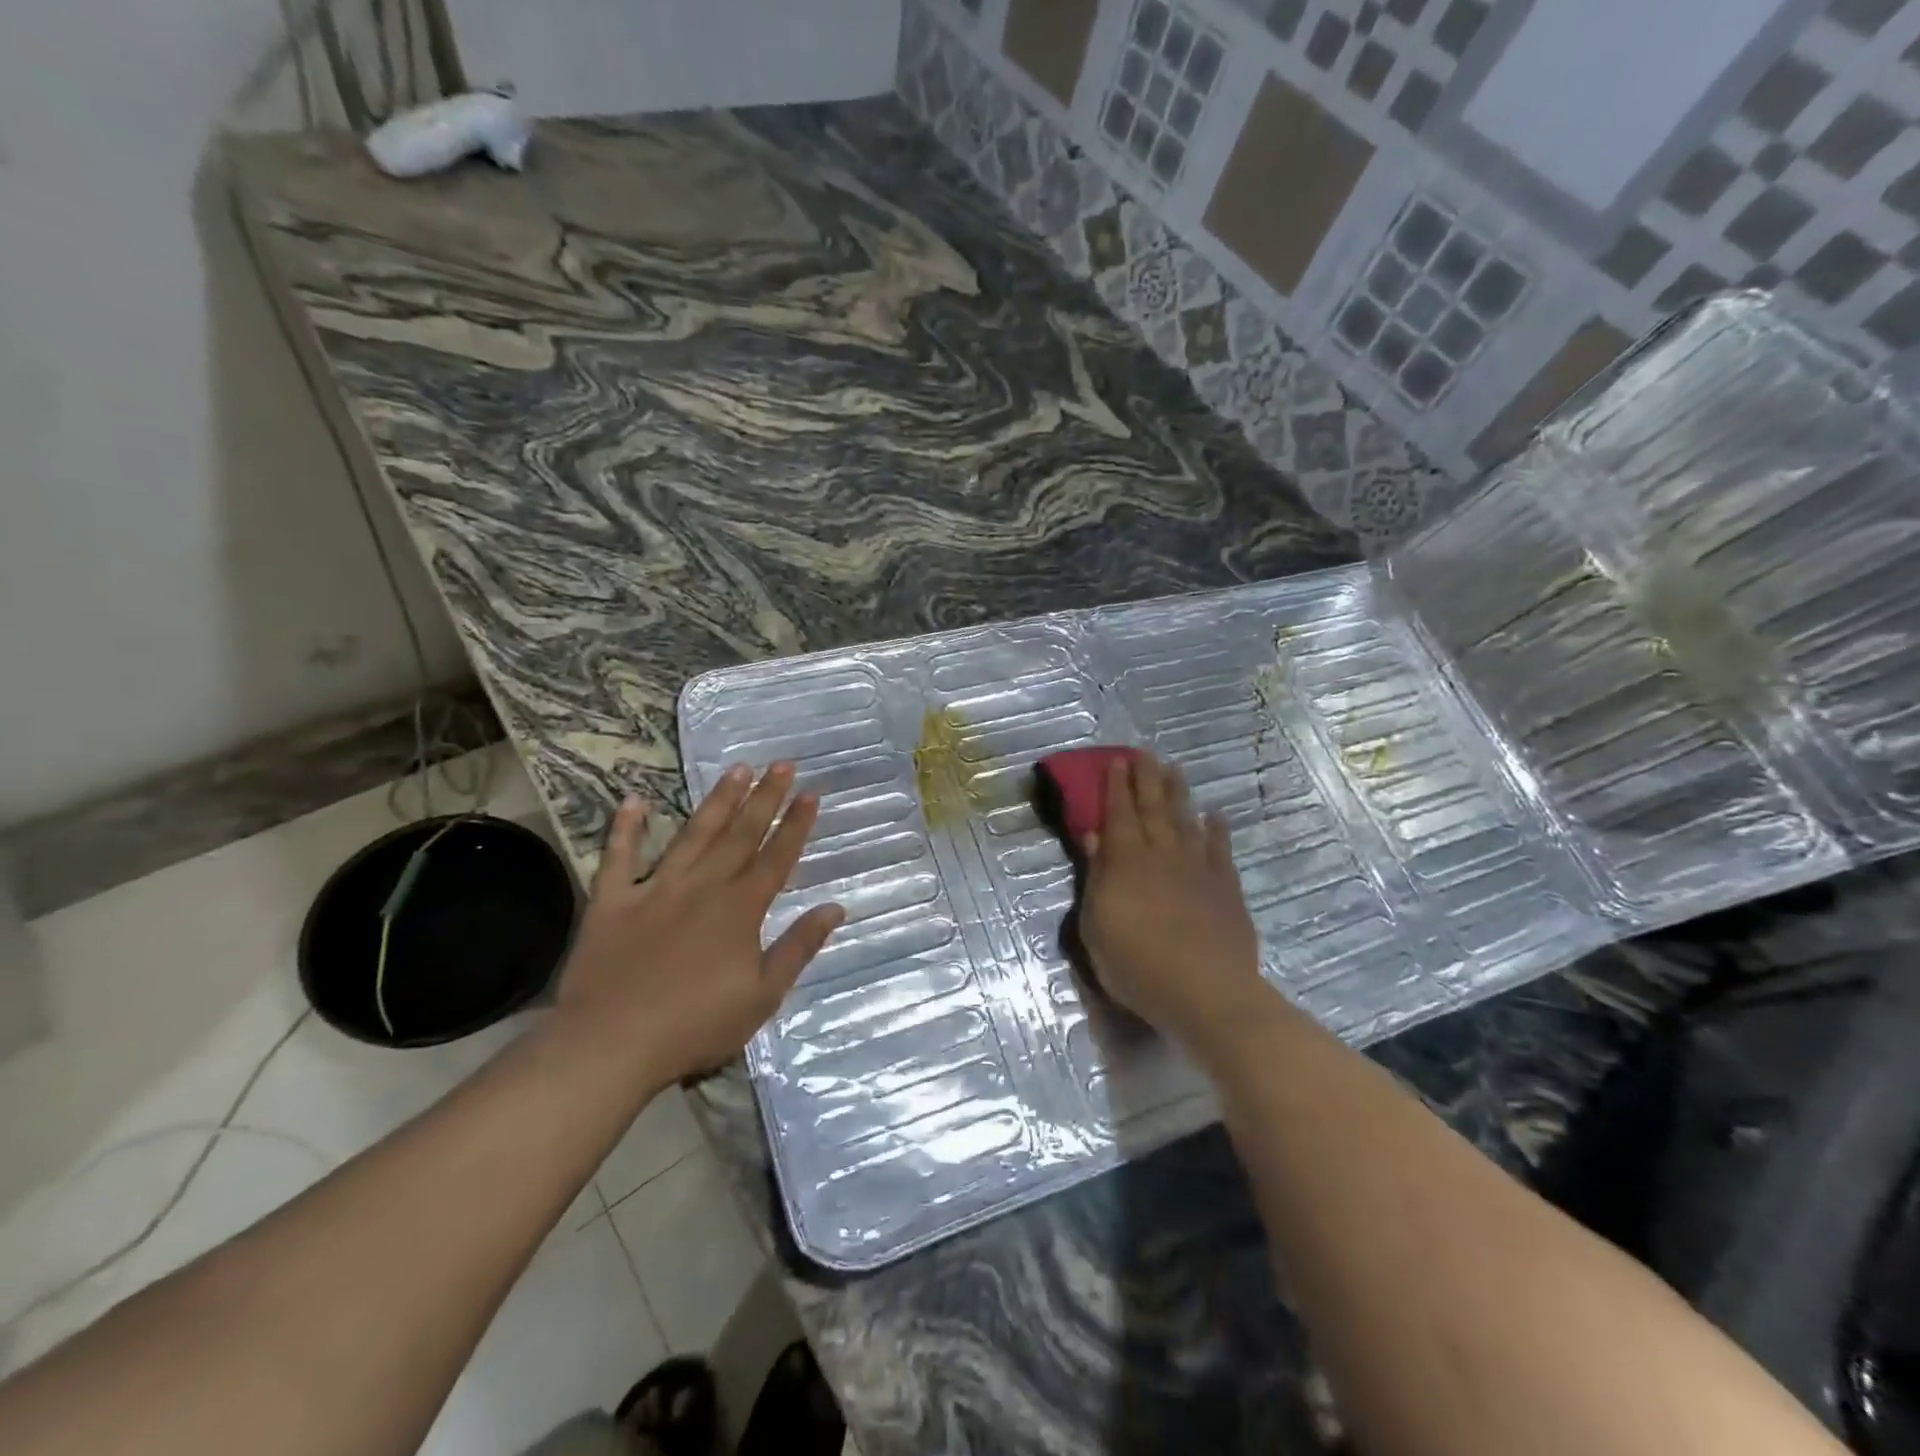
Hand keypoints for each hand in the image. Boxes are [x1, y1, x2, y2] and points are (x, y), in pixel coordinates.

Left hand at [555, 762, 843, 1085]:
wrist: (611, 1044)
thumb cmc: (696, 1025)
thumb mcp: (763, 995)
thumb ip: (798, 947)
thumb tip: (835, 907)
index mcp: (740, 909)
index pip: (776, 857)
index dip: (795, 825)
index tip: (810, 793)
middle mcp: (703, 887)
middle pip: (741, 835)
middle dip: (765, 798)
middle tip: (783, 763)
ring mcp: (655, 889)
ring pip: (693, 835)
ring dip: (717, 801)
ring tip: (737, 769)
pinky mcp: (612, 902)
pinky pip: (619, 858)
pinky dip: (625, 829)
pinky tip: (633, 800)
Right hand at [1078, 753, 1270, 1057]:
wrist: (1206, 992)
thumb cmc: (1136, 964)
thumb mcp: (1097, 925)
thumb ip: (1096, 876)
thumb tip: (1093, 835)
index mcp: (1126, 862)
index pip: (1119, 814)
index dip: (1116, 786)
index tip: (1117, 761)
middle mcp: (1162, 854)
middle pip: (1153, 808)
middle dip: (1147, 779)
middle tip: (1145, 753)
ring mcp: (1198, 868)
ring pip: (1186, 820)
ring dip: (1179, 793)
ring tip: (1175, 769)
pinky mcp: (1226, 887)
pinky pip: (1220, 849)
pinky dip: (1217, 829)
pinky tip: (1215, 815)